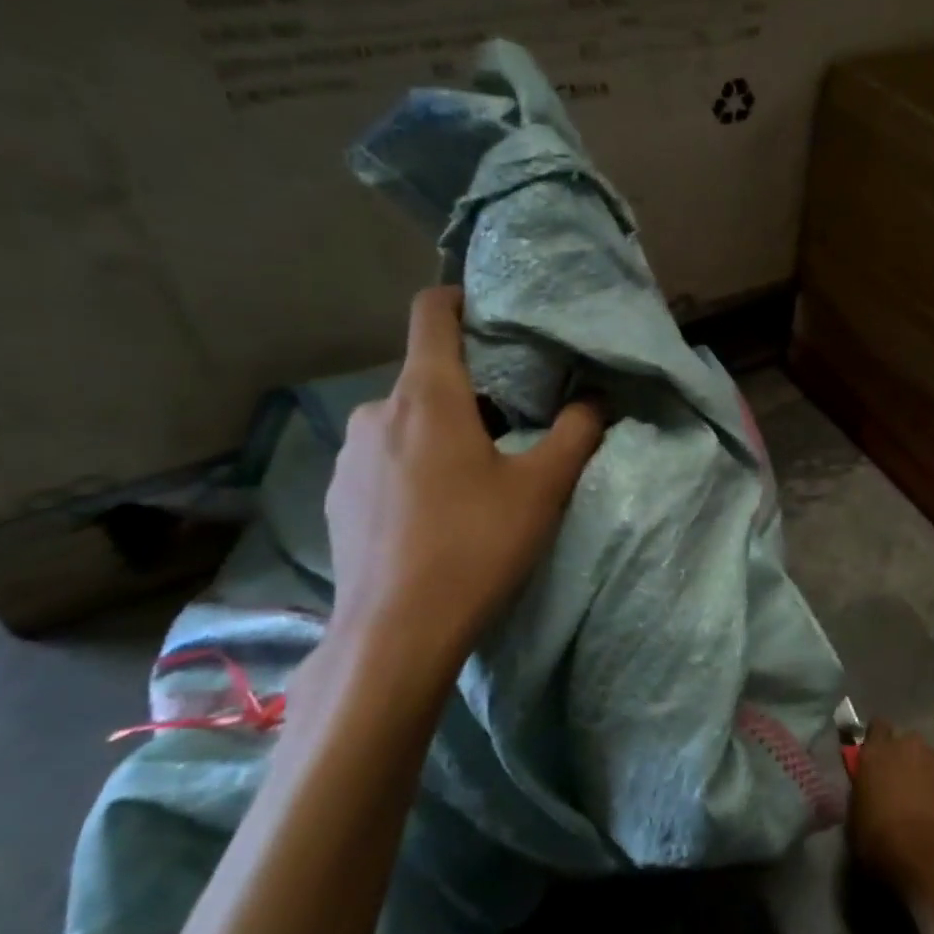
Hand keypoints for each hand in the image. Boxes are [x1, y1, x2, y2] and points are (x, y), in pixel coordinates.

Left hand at [321, 286, 604, 690]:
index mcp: (427, 396)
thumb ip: (576, 433)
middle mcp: (378, 413)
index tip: (492, 312)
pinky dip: (414, 465)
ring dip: (442, 431)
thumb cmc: (474, 547)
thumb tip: (595, 398)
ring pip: (406, 421)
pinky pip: (384, 459)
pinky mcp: (337, 497)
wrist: (394, 634)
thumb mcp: (542, 489)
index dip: (460, 298)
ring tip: (477, 476)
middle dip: (471, 387)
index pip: (431, 313)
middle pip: (428, 375)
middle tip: (514, 423)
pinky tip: (437, 513)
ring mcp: (349, 457)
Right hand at [848, 720, 933, 893]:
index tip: (878, 756)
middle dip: (905, 757)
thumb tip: (871, 786)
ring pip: (932, 759)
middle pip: (907, 741)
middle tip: (903, 784)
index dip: (879, 740)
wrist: (925, 859)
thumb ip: (864, 787)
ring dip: (928, 773)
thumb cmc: (878, 840)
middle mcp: (907, 745)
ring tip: (928, 803)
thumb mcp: (856, 812)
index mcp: (876, 751)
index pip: (877, 726)